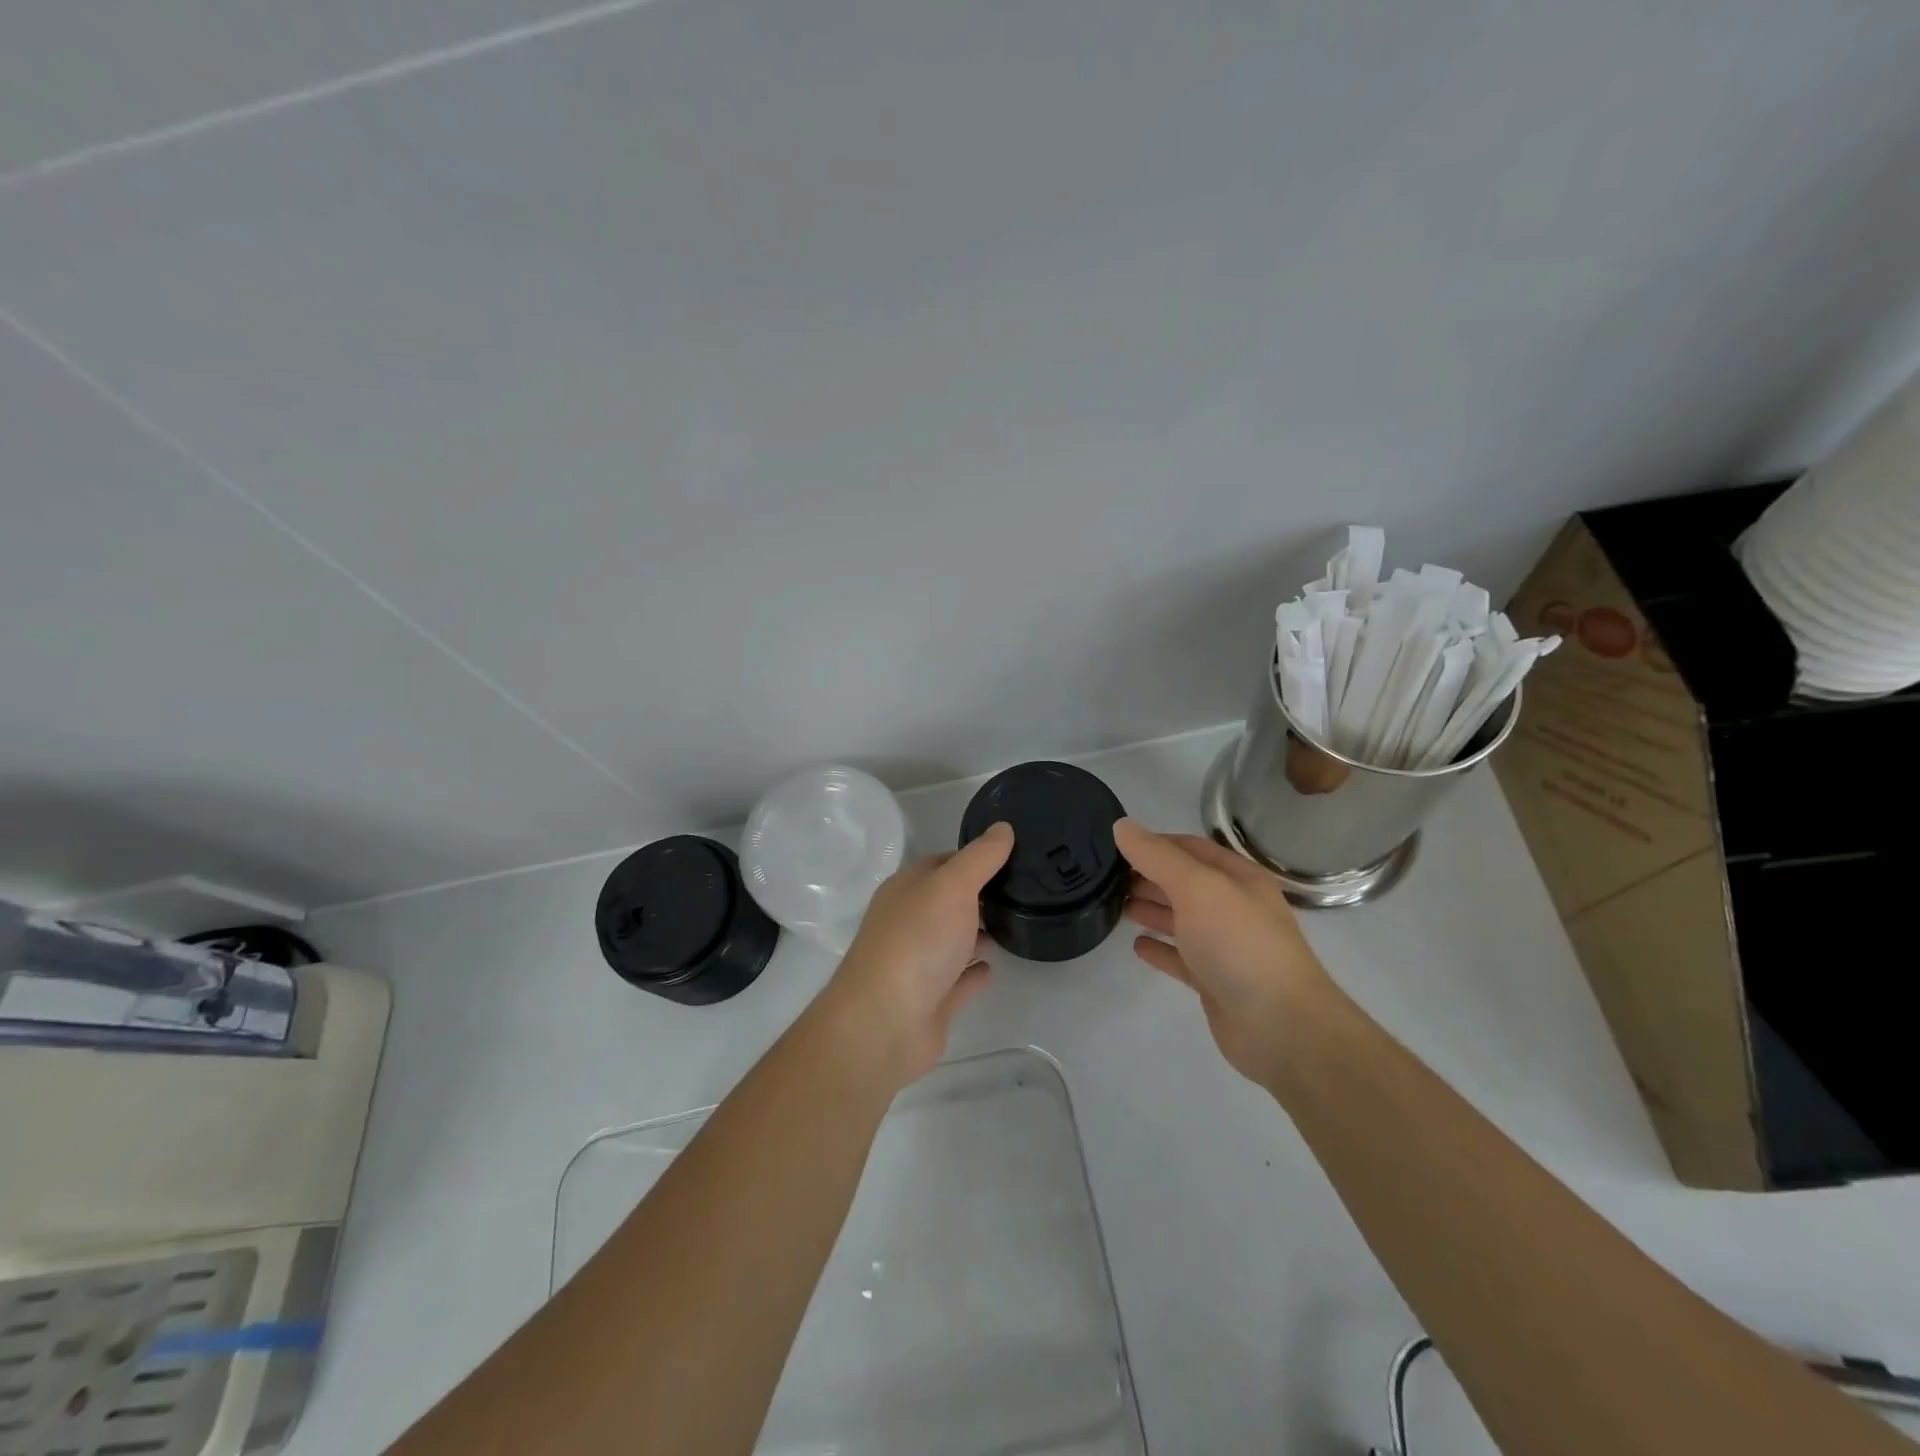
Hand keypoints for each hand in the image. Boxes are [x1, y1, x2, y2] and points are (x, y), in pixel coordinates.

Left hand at [812, 823, 1014, 1087]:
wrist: (884, 1023)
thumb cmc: (917, 942)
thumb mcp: (952, 886)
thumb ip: (980, 858)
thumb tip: (1003, 827)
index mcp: (906, 890)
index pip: (942, 863)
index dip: (973, 857)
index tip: (1010, 854)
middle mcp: (908, 922)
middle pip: (946, 902)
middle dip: (978, 895)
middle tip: (1022, 889)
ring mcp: (918, 964)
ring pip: (952, 941)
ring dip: (976, 932)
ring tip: (1014, 922)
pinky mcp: (931, 1002)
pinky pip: (957, 981)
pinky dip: (973, 973)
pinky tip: (993, 967)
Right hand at [1114, 819, 1331, 1086]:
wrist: (1279, 1025)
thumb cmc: (1238, 943)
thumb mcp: (1197, 887)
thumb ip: (1157, 856)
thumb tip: (1121, 826)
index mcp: (1237, 878)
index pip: (1190, 848)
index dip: (1154, 843)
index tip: (1114, 845)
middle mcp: (1232, 907)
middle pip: (1183, 883)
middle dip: (1147, 876)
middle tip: (1105, 877)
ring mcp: (1224, 947)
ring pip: (1180, 920)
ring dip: (1150, 909)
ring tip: (1115, 905)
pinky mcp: (1214, 982)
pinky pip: (1180, 958)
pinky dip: (1159, 949)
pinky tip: (1136, 946)